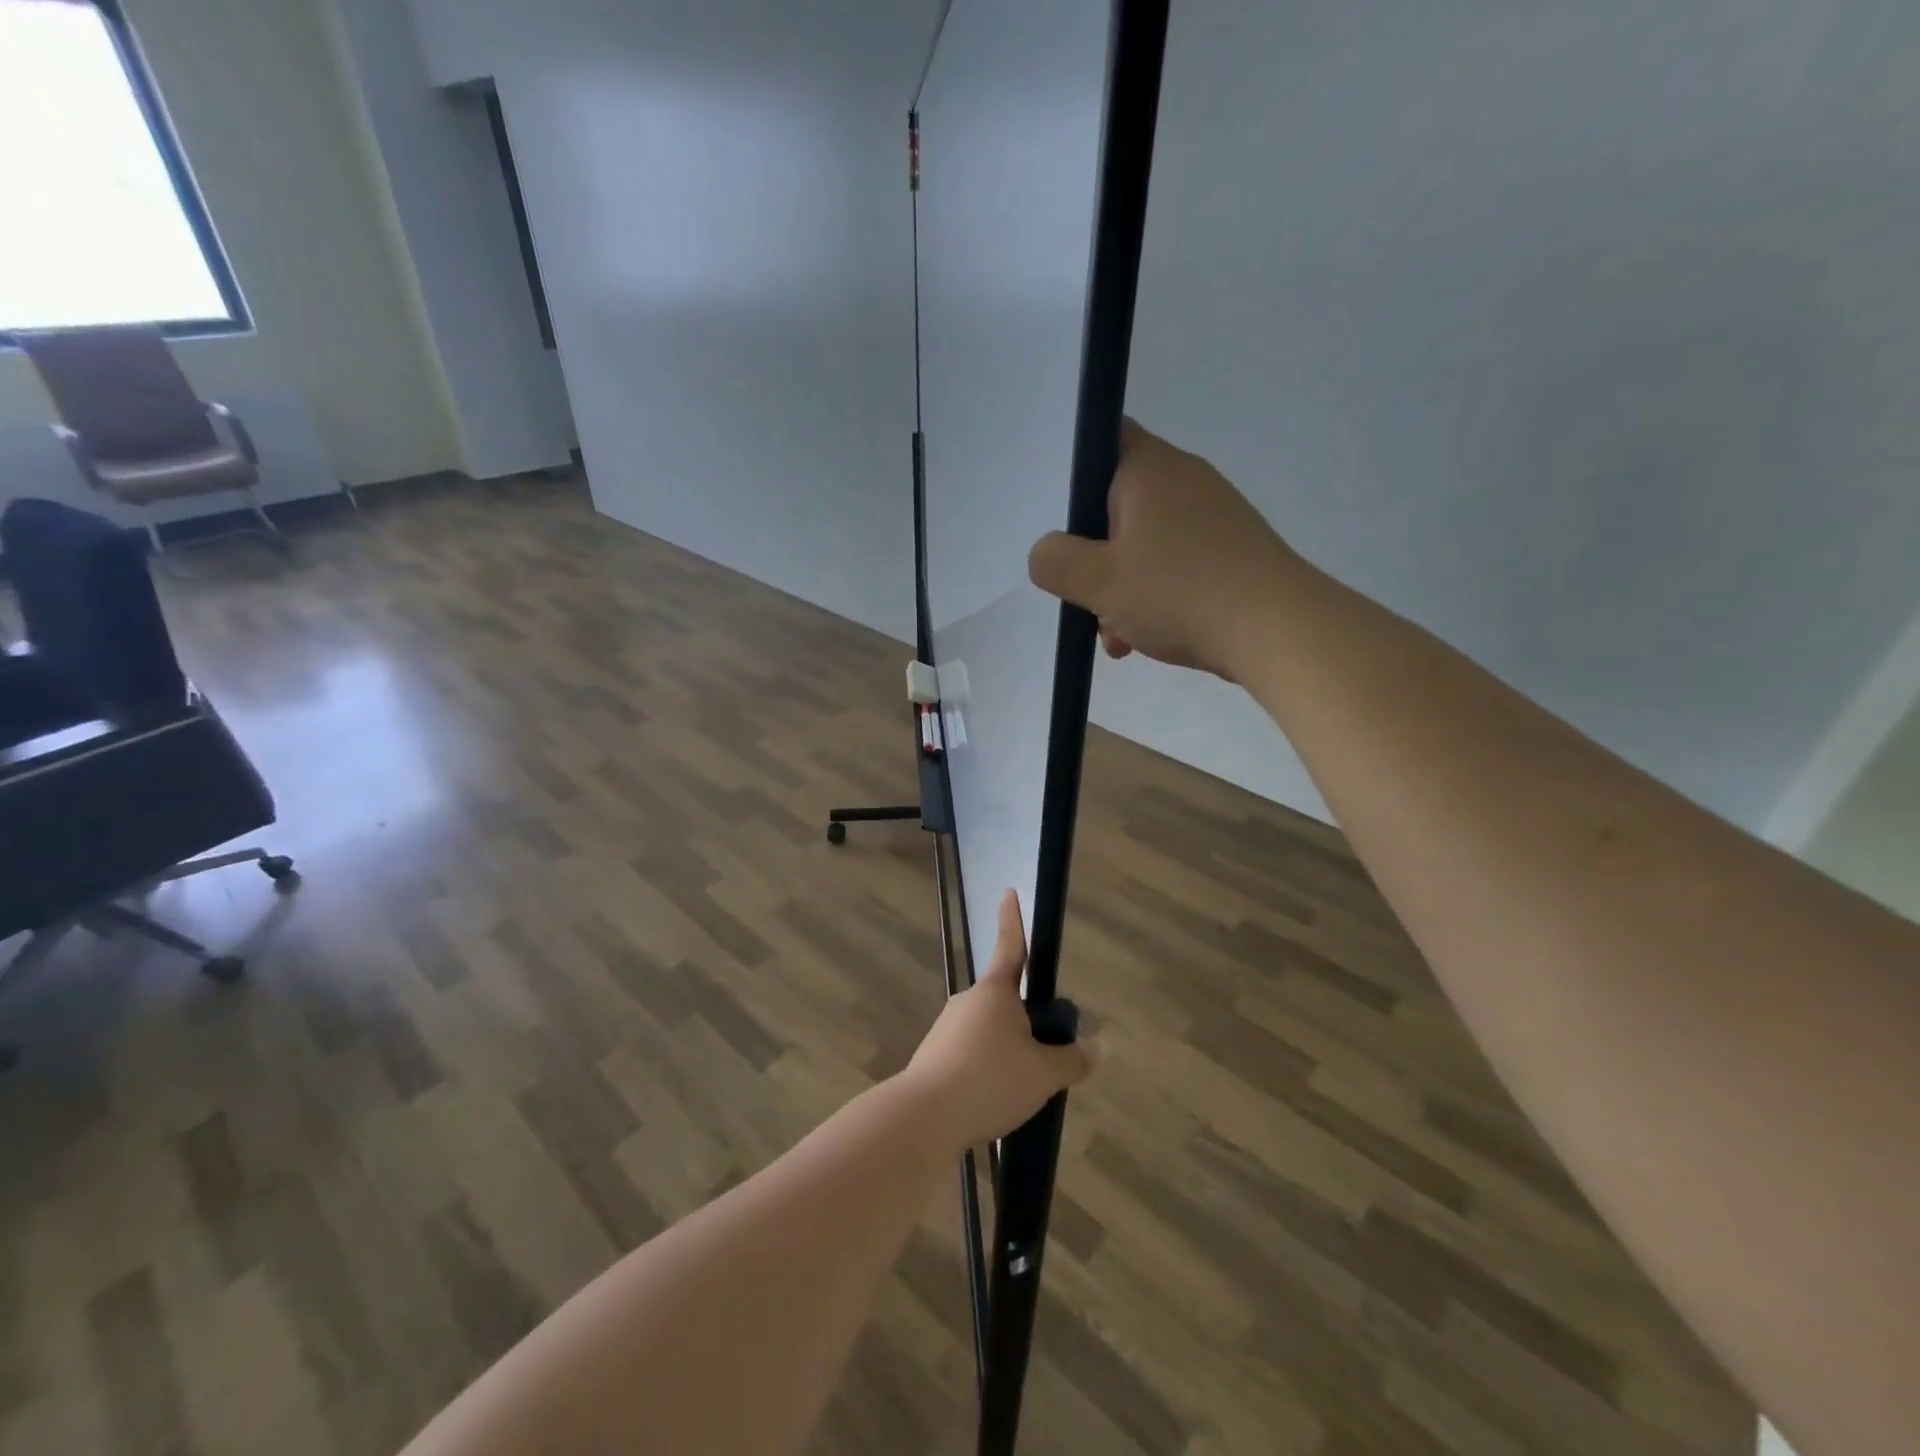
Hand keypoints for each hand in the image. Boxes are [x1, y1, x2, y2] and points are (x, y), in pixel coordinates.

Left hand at [901, 891, 1092, 1152]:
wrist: (924, 1116)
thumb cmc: (990, 1080)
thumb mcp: (1043, 1074)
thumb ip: (1071, 1060)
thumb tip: (1092, 1050)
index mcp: (995, 991)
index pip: (1011, 946)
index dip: (1012, 919)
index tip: (1008, 892)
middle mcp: (968, 1001)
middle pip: (1005, 1001)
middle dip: (1026, 1021)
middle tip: (1046, 1055)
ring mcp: (947, 1028)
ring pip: (988, 1032)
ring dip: (1006, 1051)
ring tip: (1019, 1090)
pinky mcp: (934, 1056)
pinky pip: (971, 1056)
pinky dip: (986, 1071)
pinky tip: (993, 1102)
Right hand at [1028, 419, 1298, 679]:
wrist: (1278, 630)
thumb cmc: (1180, 593)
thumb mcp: (1099, 582)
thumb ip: (1055, 562)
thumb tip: (1045, 553)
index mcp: (1149, 469)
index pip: (1104, 438)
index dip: (1075, 472)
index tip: (1062, 520)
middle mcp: (1185, 479)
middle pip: (1118, 504)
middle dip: (1095, 555)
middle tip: (1086, 595)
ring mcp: (1214, 516)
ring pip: (1145, 543)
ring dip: (1121, 586)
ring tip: (1118, 635)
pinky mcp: (1232, 551)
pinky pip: (1176, 565)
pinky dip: (1155, 596)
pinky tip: (1147, 638)